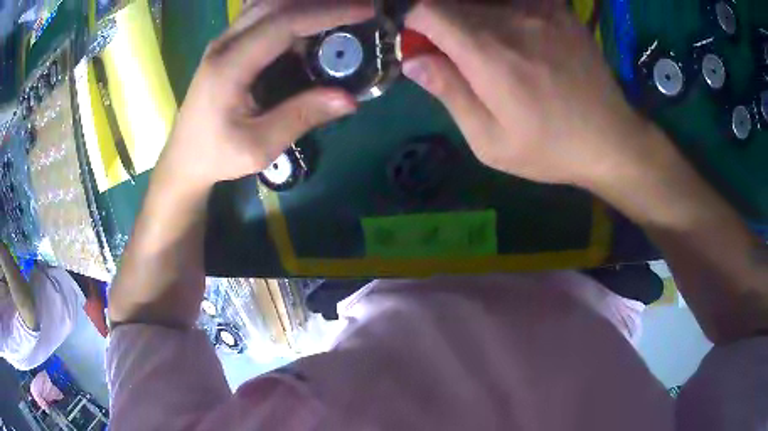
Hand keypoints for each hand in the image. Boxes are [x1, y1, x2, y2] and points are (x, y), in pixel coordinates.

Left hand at [157, 2, 372, 191]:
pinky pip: (262, 14)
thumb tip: (349, 99)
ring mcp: (224, 41)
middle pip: (276, 3)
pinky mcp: (228, 45)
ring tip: (341, 10)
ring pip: (268, 4)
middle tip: (361, 6)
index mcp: (229, 67)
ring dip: (306, 3)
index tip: (365, 11)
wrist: (184, 157)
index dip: (327, 12)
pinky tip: (311, 19)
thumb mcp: (259, 147)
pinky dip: (291, 10)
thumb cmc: (217, 155)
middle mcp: (224, 44)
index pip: (283, 23)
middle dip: (322, 1)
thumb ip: (301, 117)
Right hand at [402, 2, 651, 187]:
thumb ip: (449, 93)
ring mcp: (538, 8)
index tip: (414, 39)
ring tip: (485, 52)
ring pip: (481, 1)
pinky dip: (497, 12)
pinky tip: (513, 39)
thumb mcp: (491, 141)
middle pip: (452, 2)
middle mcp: (510, 18)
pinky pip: (511, 1)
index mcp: (488, 53)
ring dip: (468, 18)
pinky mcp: (557, 9)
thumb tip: (413, 60)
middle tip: (449, 52)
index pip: (426, 9)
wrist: (611, 140)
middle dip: (437, 21)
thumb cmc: (550, 149)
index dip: (409, 18)